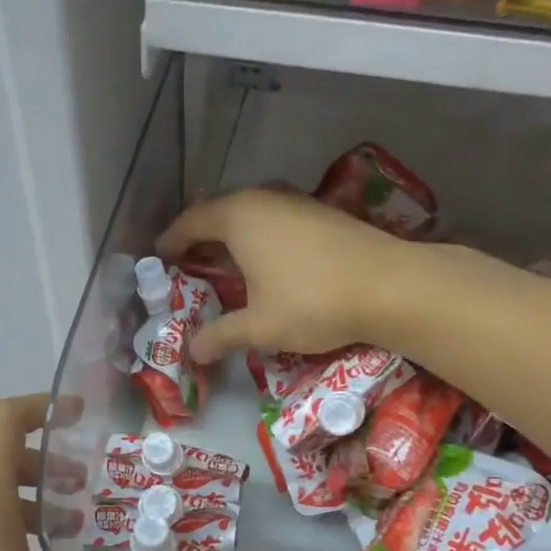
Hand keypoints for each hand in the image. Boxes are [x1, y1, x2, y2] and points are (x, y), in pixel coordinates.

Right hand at [158, 188, 416, 363]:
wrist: (391, 287)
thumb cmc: (313, 302)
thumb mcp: (260, 326)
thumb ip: (221, 335)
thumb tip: (194, 351)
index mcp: (238, 217)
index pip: (191, 221)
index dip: (171, 241)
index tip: (159, 258)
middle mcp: (263, 198)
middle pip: (219, 211)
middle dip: (200, 236)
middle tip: (188, 263)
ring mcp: (296, 202)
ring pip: (250, 213)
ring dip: (233, 235)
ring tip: (225, 263)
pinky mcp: (322, 213)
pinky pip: (275, 219)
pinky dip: (260, 236)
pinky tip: (268, 262)